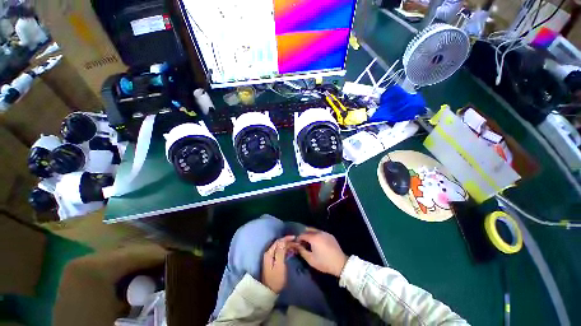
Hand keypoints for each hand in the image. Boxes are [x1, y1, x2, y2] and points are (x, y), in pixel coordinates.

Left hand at [261, 236, 294, 292]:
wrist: (270, 291)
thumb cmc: (276, 279)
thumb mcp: (279, 265)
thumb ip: (280, 252)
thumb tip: (283, 241)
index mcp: (269, 253)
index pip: (278, 241)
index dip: (286, 238)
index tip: (295, 238)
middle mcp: (269, 253)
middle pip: (279, 244)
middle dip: (288, 242)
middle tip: (297, 243)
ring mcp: (271, 257)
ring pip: (280, 248)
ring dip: (288, 246)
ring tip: (296, 247)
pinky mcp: (273, 261)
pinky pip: (281, 252)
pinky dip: (286, 251)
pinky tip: (292, 252)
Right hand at [295, 227, 347, 276]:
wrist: (340, 263)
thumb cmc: (324, 262)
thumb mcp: (310, 259)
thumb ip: (301, 251)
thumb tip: (295, 245)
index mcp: (313, 237)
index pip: (302, 235)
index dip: (298, 239)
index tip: (297, 244)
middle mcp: (319, 232)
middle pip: (308, 230)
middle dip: (304, 235)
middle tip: (302, 242)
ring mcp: (325, 233)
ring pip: (315, 230)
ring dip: (310, 234)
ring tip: (309, 242)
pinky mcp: (330, 235)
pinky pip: (321, 232)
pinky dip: (316, 235)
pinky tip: (317, 242)